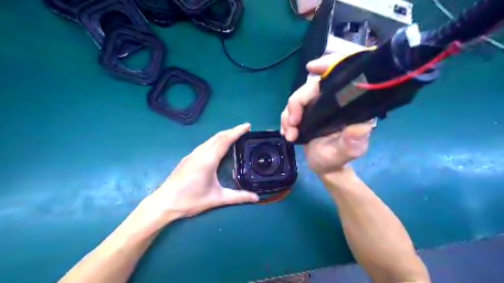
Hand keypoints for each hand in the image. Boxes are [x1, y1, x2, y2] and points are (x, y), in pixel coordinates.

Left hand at [138, 124, 256, 224]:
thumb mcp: (216, 199)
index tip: (247, 126)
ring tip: (234, 136)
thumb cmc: (190, 201)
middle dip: (232, 131)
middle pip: (217, 137)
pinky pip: (204, 144)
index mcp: (207, 161)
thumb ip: (238, 197)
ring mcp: (192, 155)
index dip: (237, 131)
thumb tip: (256, 198)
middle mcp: (199, 154)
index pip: (224, 140)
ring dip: (223, 135)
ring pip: (210, 139)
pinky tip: (218, 147)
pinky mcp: (188, 159)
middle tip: (244, 130)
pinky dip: (215, 141)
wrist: (163, 203)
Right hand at [280, 54, 373, 174]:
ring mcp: (317, 106)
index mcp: (348, 105)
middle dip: (297, 102)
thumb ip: (353, 141)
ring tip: (289, 134)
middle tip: (292, 124)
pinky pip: (290, 109)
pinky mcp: (305, 113)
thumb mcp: (347, 152)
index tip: (311, 68)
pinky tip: (286, 132)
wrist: (323, 166)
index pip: (342, 76)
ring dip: (288, 114)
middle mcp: (333, 101)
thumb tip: (360, 126)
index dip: (329, 65)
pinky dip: (285, 119)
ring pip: (297, 97)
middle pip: (311, 87)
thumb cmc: (337, 158)